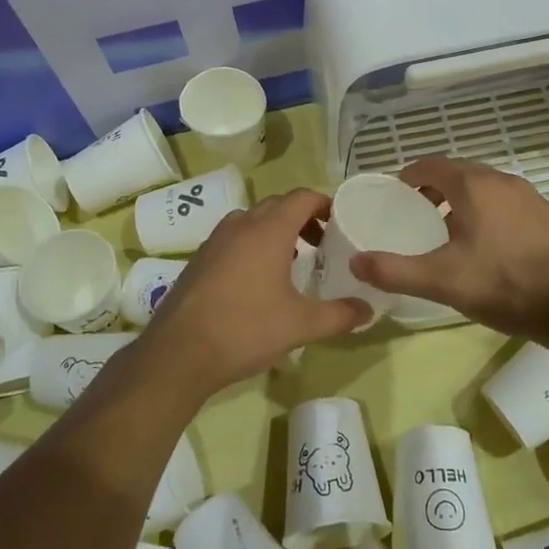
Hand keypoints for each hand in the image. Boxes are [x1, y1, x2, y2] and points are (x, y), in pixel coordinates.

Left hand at [139, 188, 367, 396]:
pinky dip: (252, 246)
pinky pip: (233, 238)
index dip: (325, 204)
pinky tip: (257, 281)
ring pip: (252, 221)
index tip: (341, 223)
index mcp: (269, 229)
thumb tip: (368, 311)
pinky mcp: (199, 259)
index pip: (302, 197)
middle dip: (302, 218)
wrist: (180, 352)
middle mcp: (241, 225)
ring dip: (275, 231)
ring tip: (292, 262)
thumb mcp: (301, 325)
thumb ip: (339, 315)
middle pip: (277, 205)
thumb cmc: (246, 328)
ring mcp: (215, 240)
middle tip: (322, 245)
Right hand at [349, 156, 548, 340]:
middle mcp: (502, 181)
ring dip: (460, 202)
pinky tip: (486, 249)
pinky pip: (505, 205)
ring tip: (446, 235)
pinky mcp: (547, 217)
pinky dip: (485, 214)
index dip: (408, 177)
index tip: (393, 197)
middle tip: (414, 217)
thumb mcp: (443, 281)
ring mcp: (529, 197)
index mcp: (473, 185)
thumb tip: (355, 261)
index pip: (430, 165)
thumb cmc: (507, 285)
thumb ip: (395, 270)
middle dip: (432, 190)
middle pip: (457, 174)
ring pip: (483, 189)